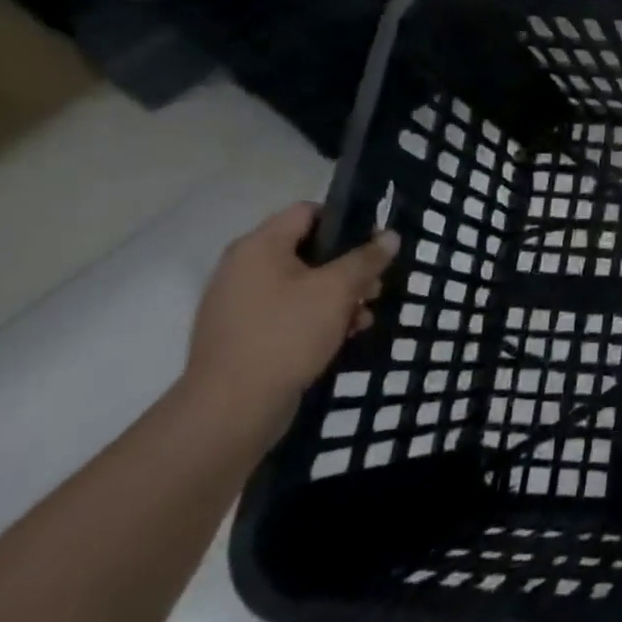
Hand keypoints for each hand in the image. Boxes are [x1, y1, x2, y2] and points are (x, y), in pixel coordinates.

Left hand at [181, 203, 396, 433]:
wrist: (231, 410)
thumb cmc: (286, 333)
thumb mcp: (338, 289)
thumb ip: (366, 258)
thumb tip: (389, 236)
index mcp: (259, 247)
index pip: (307, 212)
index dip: (346, 221)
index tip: (375, 242)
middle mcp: (243, 269)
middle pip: (308, 250)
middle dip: (348, 267)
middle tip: (375, 286)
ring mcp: (240, 305)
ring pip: (302, 285)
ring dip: (338, 296)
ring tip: (364, 315)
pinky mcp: (243, 336)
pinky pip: (288, 313)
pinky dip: (317, 318)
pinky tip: (344, 335)